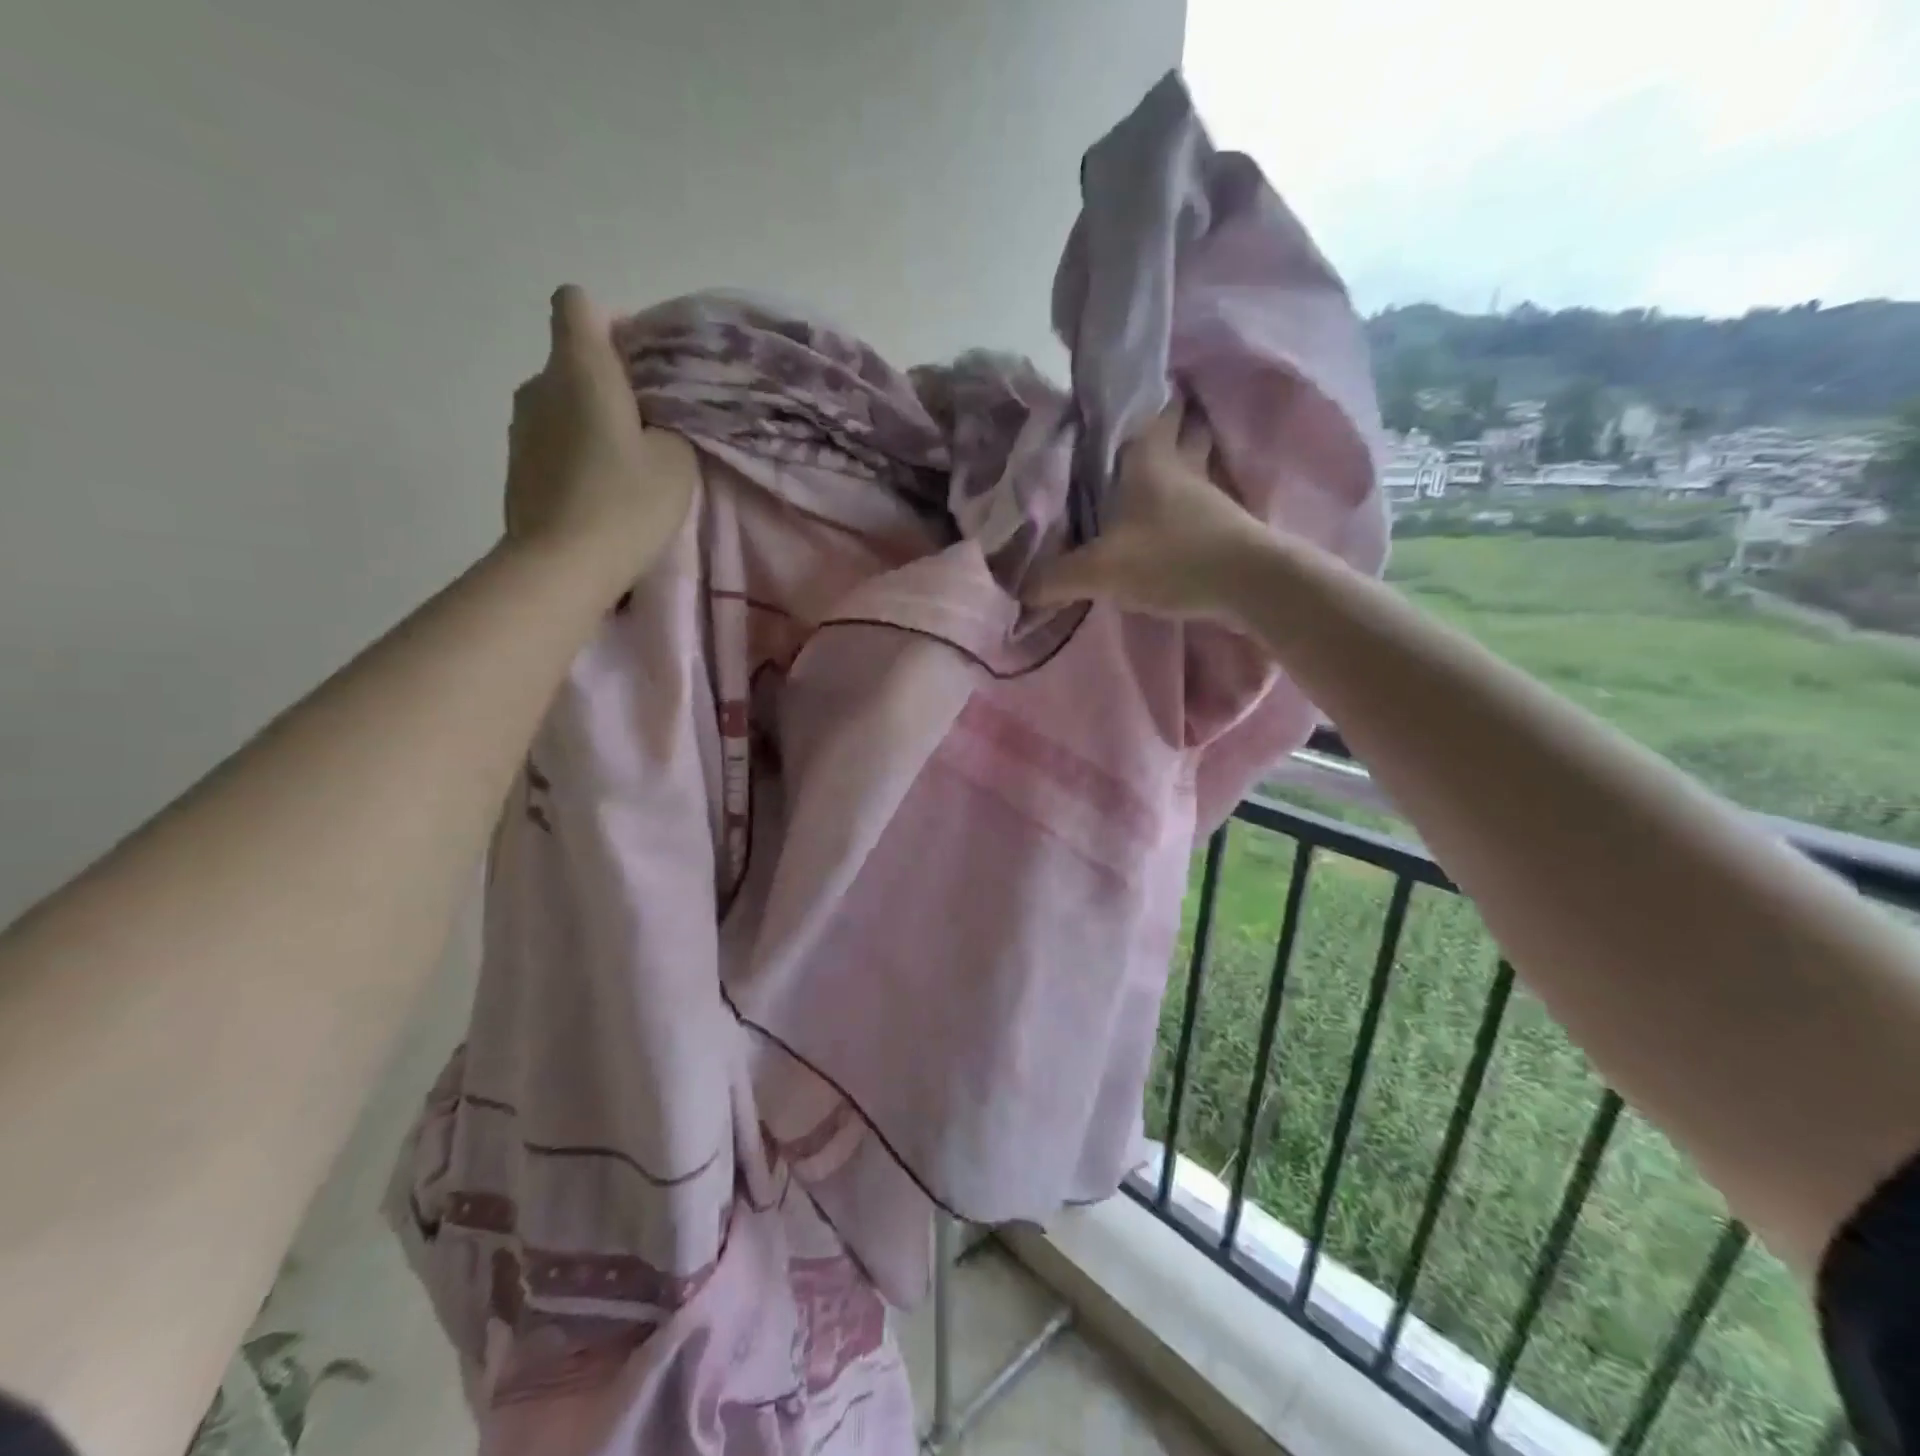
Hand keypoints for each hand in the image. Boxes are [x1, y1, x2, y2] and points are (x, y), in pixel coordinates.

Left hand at [504, 285, 698, 582]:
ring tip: (626, 466)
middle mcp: (540, 384)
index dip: (612, 322)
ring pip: (562, 402)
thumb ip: (668, 424)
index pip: (578, 304)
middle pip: (573, 358)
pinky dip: (575, 452)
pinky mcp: (516, 465)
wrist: (562, 565)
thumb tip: (651, 421)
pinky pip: (552, 439)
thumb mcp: (677, 461)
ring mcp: (521, 426)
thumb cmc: (626, 504)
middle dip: (611, 382)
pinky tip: (600, 493)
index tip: (642, 364)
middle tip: (650, 426)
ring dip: (591, 420)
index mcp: (581, 369)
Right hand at [1023, 401, 1268, 620]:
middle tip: (1140, 419)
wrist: (1247, 584)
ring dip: (1182, 452)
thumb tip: (1019, 589)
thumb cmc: (1171, 559)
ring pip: (1196, 456)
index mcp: (1149, 460)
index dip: (1138, 391)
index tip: (1120, 385)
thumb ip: (1056, 578)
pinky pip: (1202, 494)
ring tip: (1156, 461)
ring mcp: (1208, 491)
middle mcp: (1181, 464)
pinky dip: (1190, 494)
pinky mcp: (1225, 520)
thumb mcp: (1101, 571)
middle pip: (1182, 422)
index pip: (1149, 406)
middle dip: (1167, 415)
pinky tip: (1175, 509)